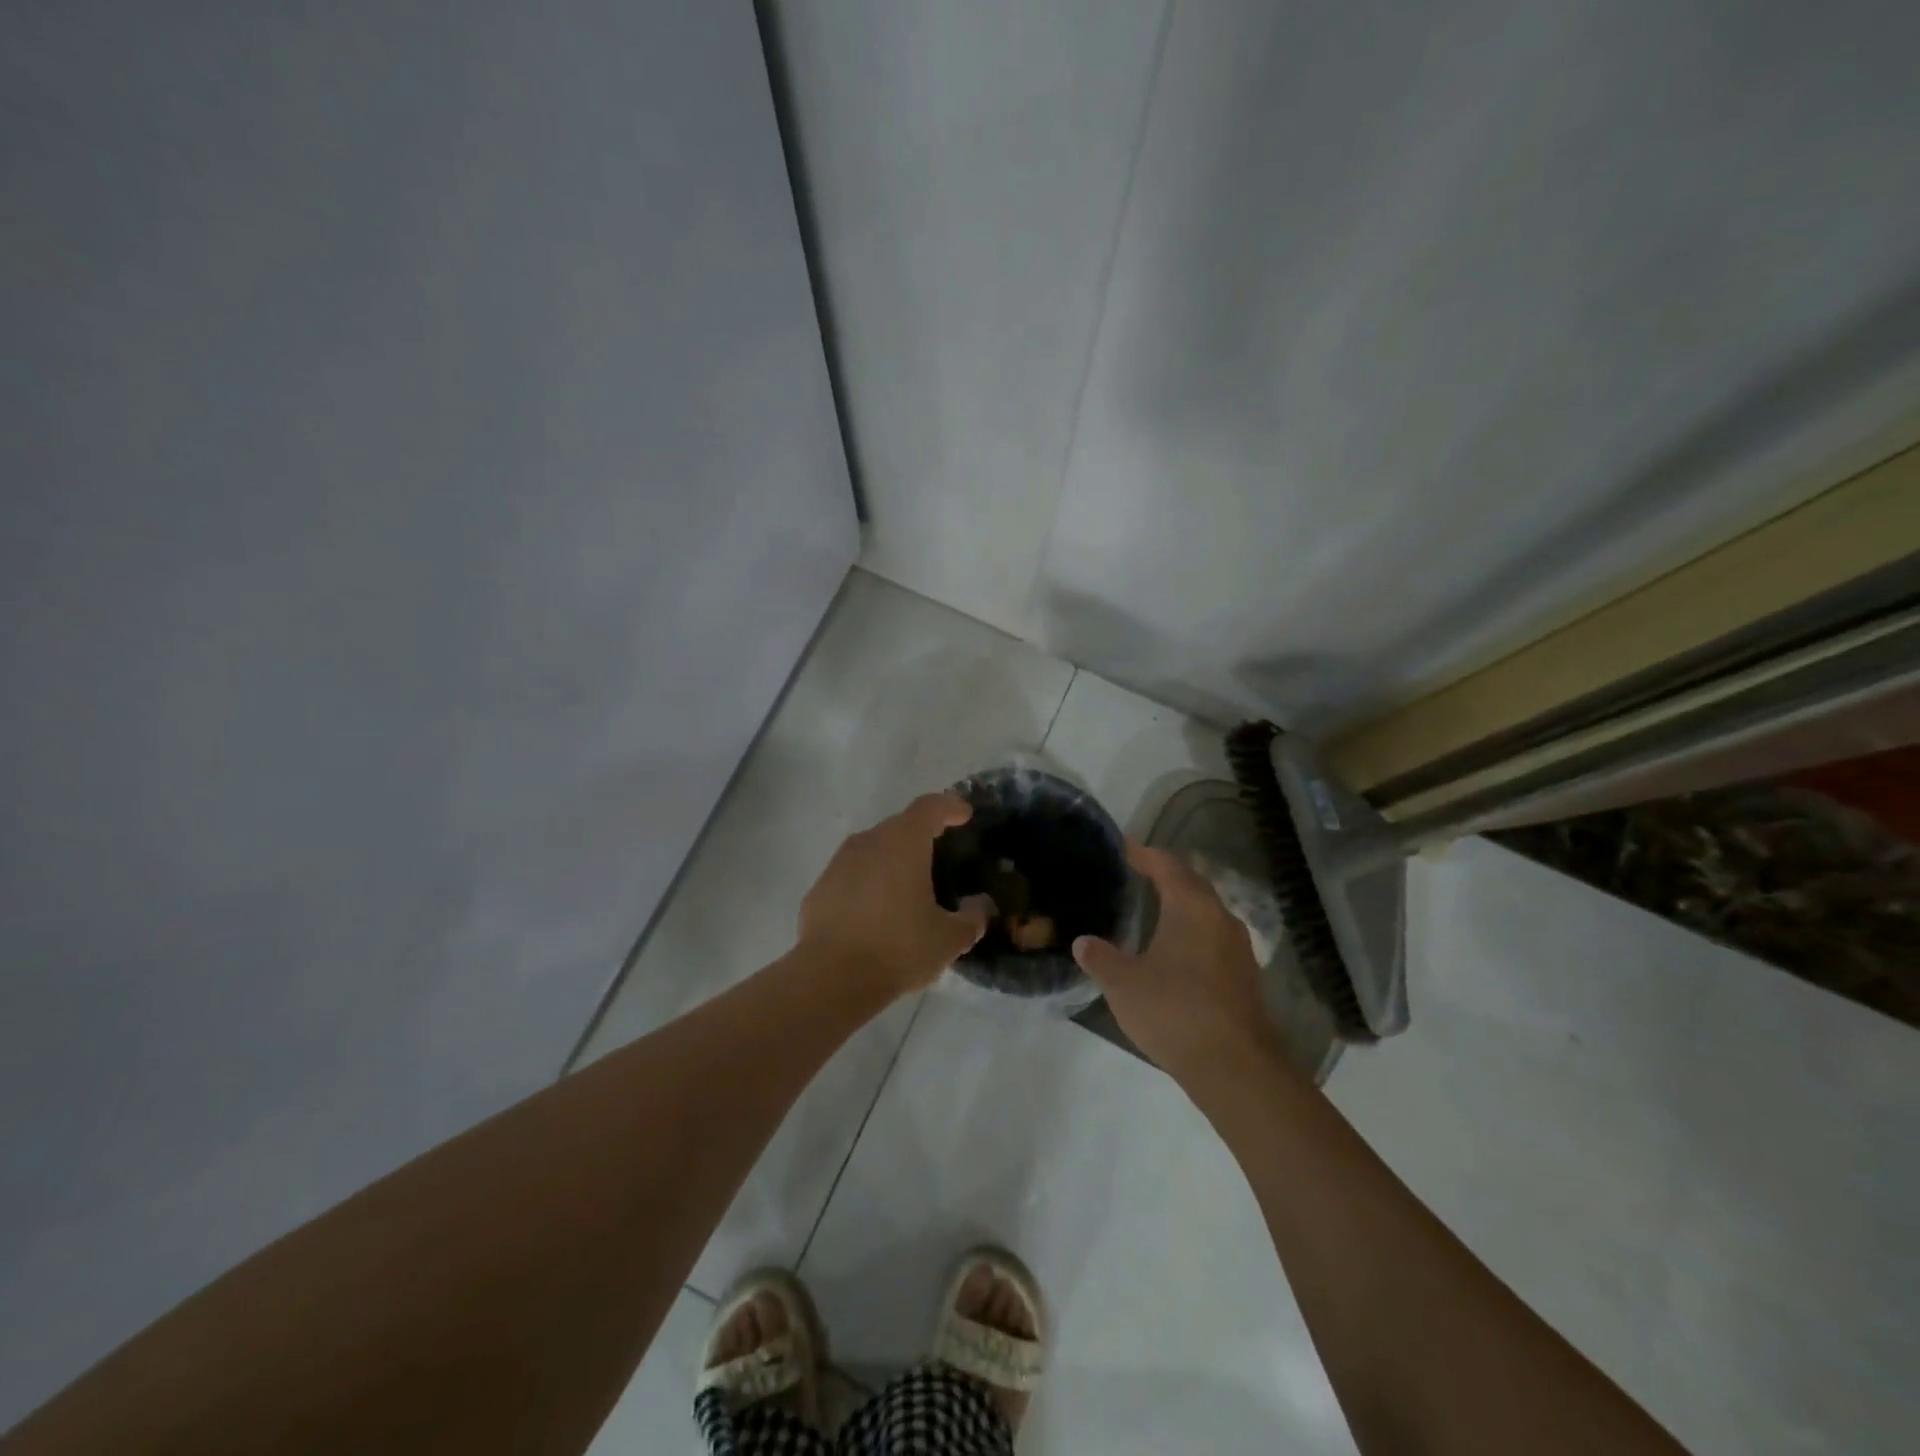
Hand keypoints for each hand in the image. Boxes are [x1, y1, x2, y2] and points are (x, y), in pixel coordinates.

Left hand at [798, 793, 992, 994]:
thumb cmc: (898, 948)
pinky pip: (852, 874)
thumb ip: (972, 919)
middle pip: (900, 825)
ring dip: (892, 859)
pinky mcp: (820, 887)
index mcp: (904, 842)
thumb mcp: (949, 940)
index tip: (964, 815)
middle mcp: (869, 841)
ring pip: (873, 849)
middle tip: (940, 856)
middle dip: (922, 835)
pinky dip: (868, 883)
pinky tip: (877, 912)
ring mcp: (839, 863)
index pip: (930, 807)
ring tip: (909, 887)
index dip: (950, 807)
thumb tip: (980, 907)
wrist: (831, 978)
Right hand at [1072, 843, 1278, 1085]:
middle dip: (1168, 875)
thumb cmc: (1173, 1011)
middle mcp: (1220, 918)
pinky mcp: (1245, 977)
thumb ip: (1100, 958)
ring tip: (1156, 909)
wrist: (1235, 1067)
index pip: (1168, 866)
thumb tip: (1083, 942)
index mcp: (1191, 908)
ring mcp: (1238, 949)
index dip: (1145, 854)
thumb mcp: (1123, 984)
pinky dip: (1194, 932)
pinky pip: (1215, 939)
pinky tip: (1177, 951)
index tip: (1126, 848)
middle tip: (1140, 873)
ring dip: (1184, 905)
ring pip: (1208, 912)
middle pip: (1193, 884)